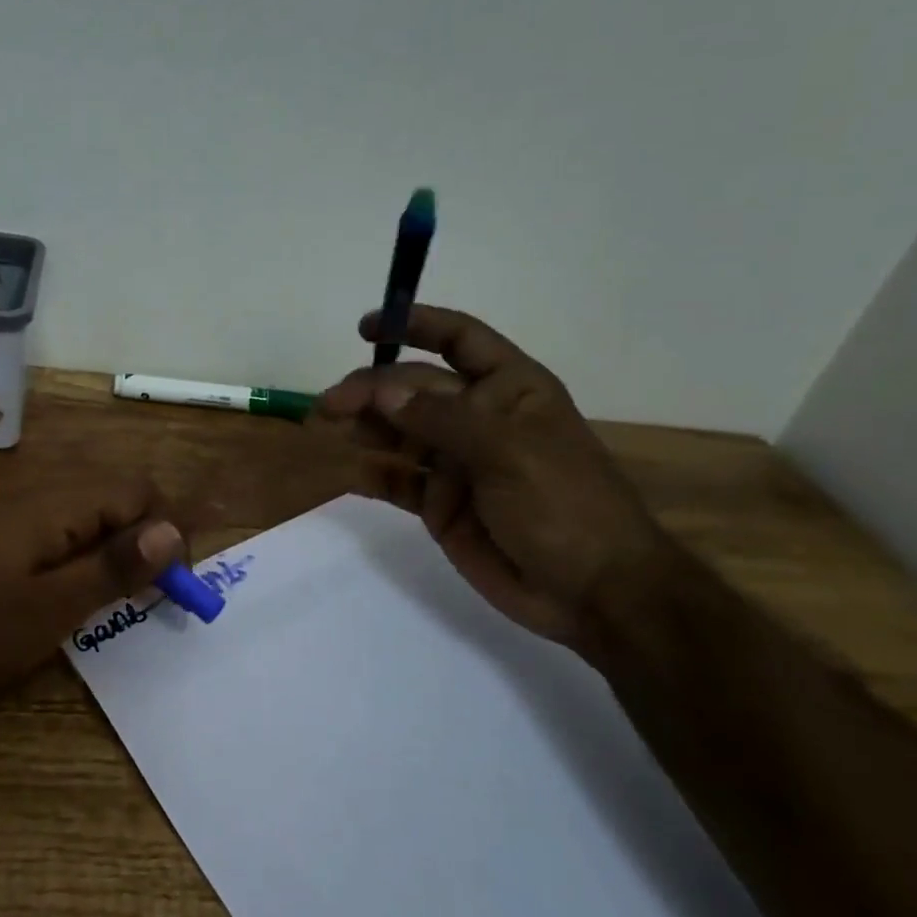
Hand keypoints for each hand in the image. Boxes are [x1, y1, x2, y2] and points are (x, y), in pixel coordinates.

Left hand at [0, 478, 185, 711]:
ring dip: (119, 554)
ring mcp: (17, 523)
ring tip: (126, 602)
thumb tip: (173, 532)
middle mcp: (40, 501)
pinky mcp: (3, 547)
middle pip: (116, 501)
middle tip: (157, 597)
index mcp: (55, 506)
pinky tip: (80, 599)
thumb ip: (112, 567)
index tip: (177, 584)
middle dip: (147, 541)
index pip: (137, 492)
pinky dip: (87, 564)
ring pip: (91, 523)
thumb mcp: (50, 608)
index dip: (168, 530)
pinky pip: (64, 540)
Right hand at [314, 304, 670, 652]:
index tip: (368, 328)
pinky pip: (398, 481)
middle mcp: (478, 418)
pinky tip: (346, 470)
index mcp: (509, 389)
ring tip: (324, 427)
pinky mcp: (440, 504)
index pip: (460, 340)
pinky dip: (371, 474)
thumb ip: (441, 419)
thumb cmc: (564, 504)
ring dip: (363, 426)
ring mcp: (457, 462)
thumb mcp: (508, 451)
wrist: (591, 591)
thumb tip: (380, 392)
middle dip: (371, 390)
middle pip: (414, 389)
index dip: (416, 325)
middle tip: (328, 405)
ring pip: (399, 431)